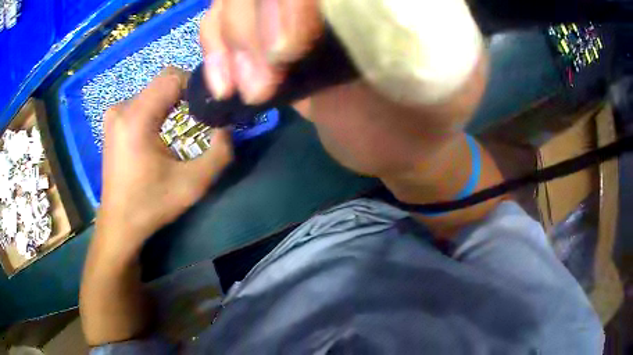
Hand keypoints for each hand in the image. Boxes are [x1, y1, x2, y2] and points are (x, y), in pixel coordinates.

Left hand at [98, 68, 232, 248]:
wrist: (119, 224)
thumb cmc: (151, 205)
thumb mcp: (192, 185)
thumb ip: (219, 153)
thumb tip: (227, 127)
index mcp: (136, 118)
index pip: (172, 77)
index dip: (196, 86)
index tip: (208, 108)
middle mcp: (122, 108)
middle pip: (163, 82)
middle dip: (186, 95)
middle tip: (199, 120)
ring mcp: (115, 114)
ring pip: (154, 91)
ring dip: (172, 103)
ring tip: (181, 128)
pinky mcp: (113, 122)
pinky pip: (143, 101)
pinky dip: (159, 109)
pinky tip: (162, 132)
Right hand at [199, 0, 485, 177]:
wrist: (398, 140)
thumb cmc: (425, 117)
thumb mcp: (440, 85)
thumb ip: (419, 42)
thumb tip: (370, 7)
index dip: (291, 0)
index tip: (287, 49)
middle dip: (254, 21)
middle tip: (262, 81)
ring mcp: (299, 7)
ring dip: (231, 40)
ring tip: (249, 89)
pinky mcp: (274, 29)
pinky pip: (222, 19)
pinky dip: (214, 47)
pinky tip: (224, 83)